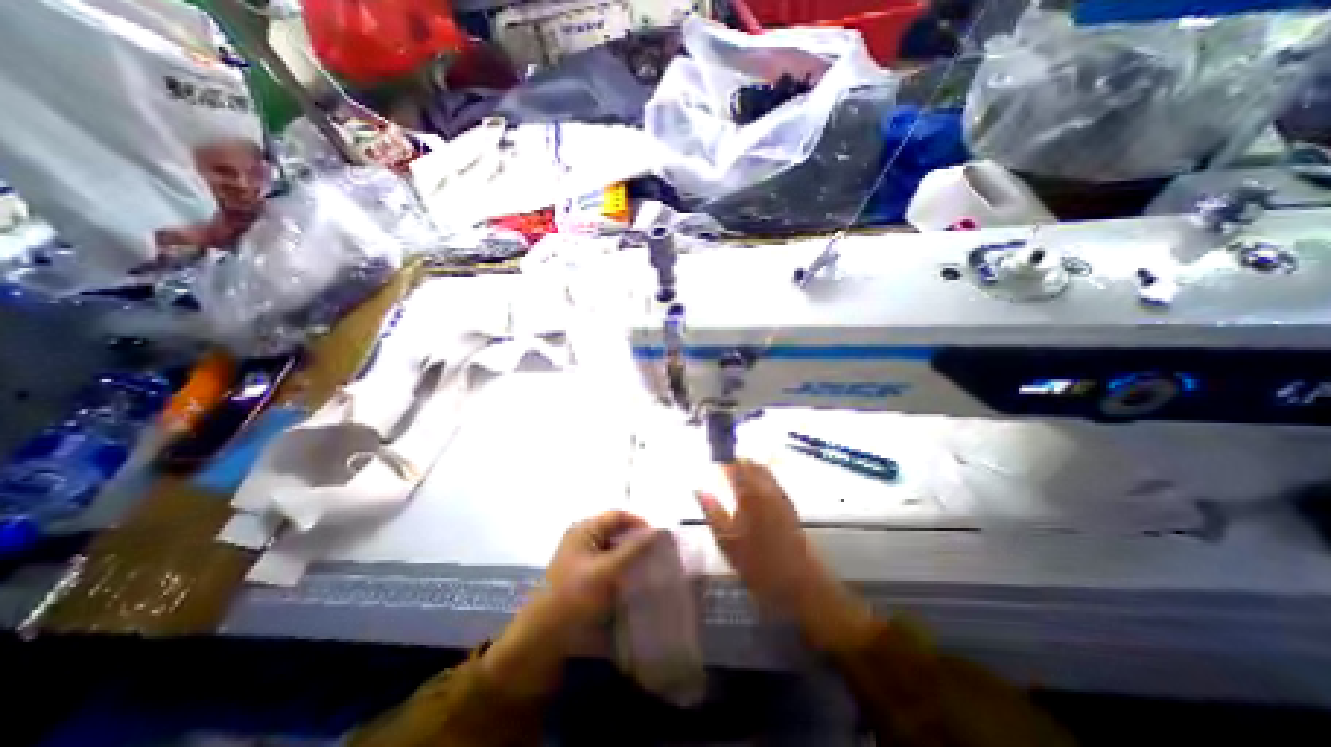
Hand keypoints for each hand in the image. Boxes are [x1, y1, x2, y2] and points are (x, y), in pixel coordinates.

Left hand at [484, 512, 658, 696]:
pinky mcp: (582, 577)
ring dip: (631, 556)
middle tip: (659, 554)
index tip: (661, 540)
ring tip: (650, 569)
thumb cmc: (573, 599)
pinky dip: (622, 569)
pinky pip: (607, 565)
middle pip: (616, 530)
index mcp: (584, 529)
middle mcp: (582, 539)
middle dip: (637, 540)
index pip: (618, 515)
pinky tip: (633, 583)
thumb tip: (658, 531)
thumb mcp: (606, 572)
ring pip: (613, 549)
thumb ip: (633, 549)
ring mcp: (581, 558)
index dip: (640, 523)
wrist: (539, 643)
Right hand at [698, 458, 875, 650]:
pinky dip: (760, 477)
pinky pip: (772, 480)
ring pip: (763, 469)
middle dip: (735, 462)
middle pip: (750, 463)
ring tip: (735, 477)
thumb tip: (698, 489)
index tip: (712, 462)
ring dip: (748, 469)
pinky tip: (753, 490)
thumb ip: (712, 511)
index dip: (722, 460)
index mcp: (749, 495)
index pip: (734, 466)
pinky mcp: (789, 503)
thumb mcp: (727, 541)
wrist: (798, 582)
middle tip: (722, 470)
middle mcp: (766, 488)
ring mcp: (780, 495)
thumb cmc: (757, 564)